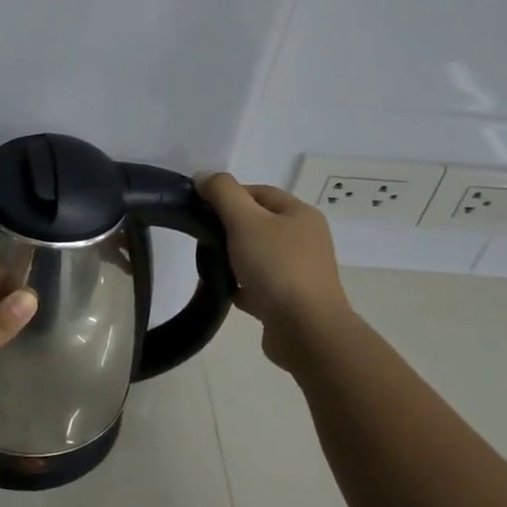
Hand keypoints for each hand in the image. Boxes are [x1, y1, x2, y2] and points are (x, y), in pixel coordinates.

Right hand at [198, 173, 348, 369]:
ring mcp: (299, 271)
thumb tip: (202, 176)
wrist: (305, 330)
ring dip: (232, 258)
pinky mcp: (290, 299)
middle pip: (257, 223)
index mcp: (300, 214)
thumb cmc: (276, 267)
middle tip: (202, 237)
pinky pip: (258, 284)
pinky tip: (223, 290)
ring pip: (256, 255)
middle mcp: (304, 239)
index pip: (258, 192)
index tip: (200, 209)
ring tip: (208, 265)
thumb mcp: (245, 220)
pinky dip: (240, 284)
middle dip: (228, 228)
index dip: (228, 195)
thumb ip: (222, 193)